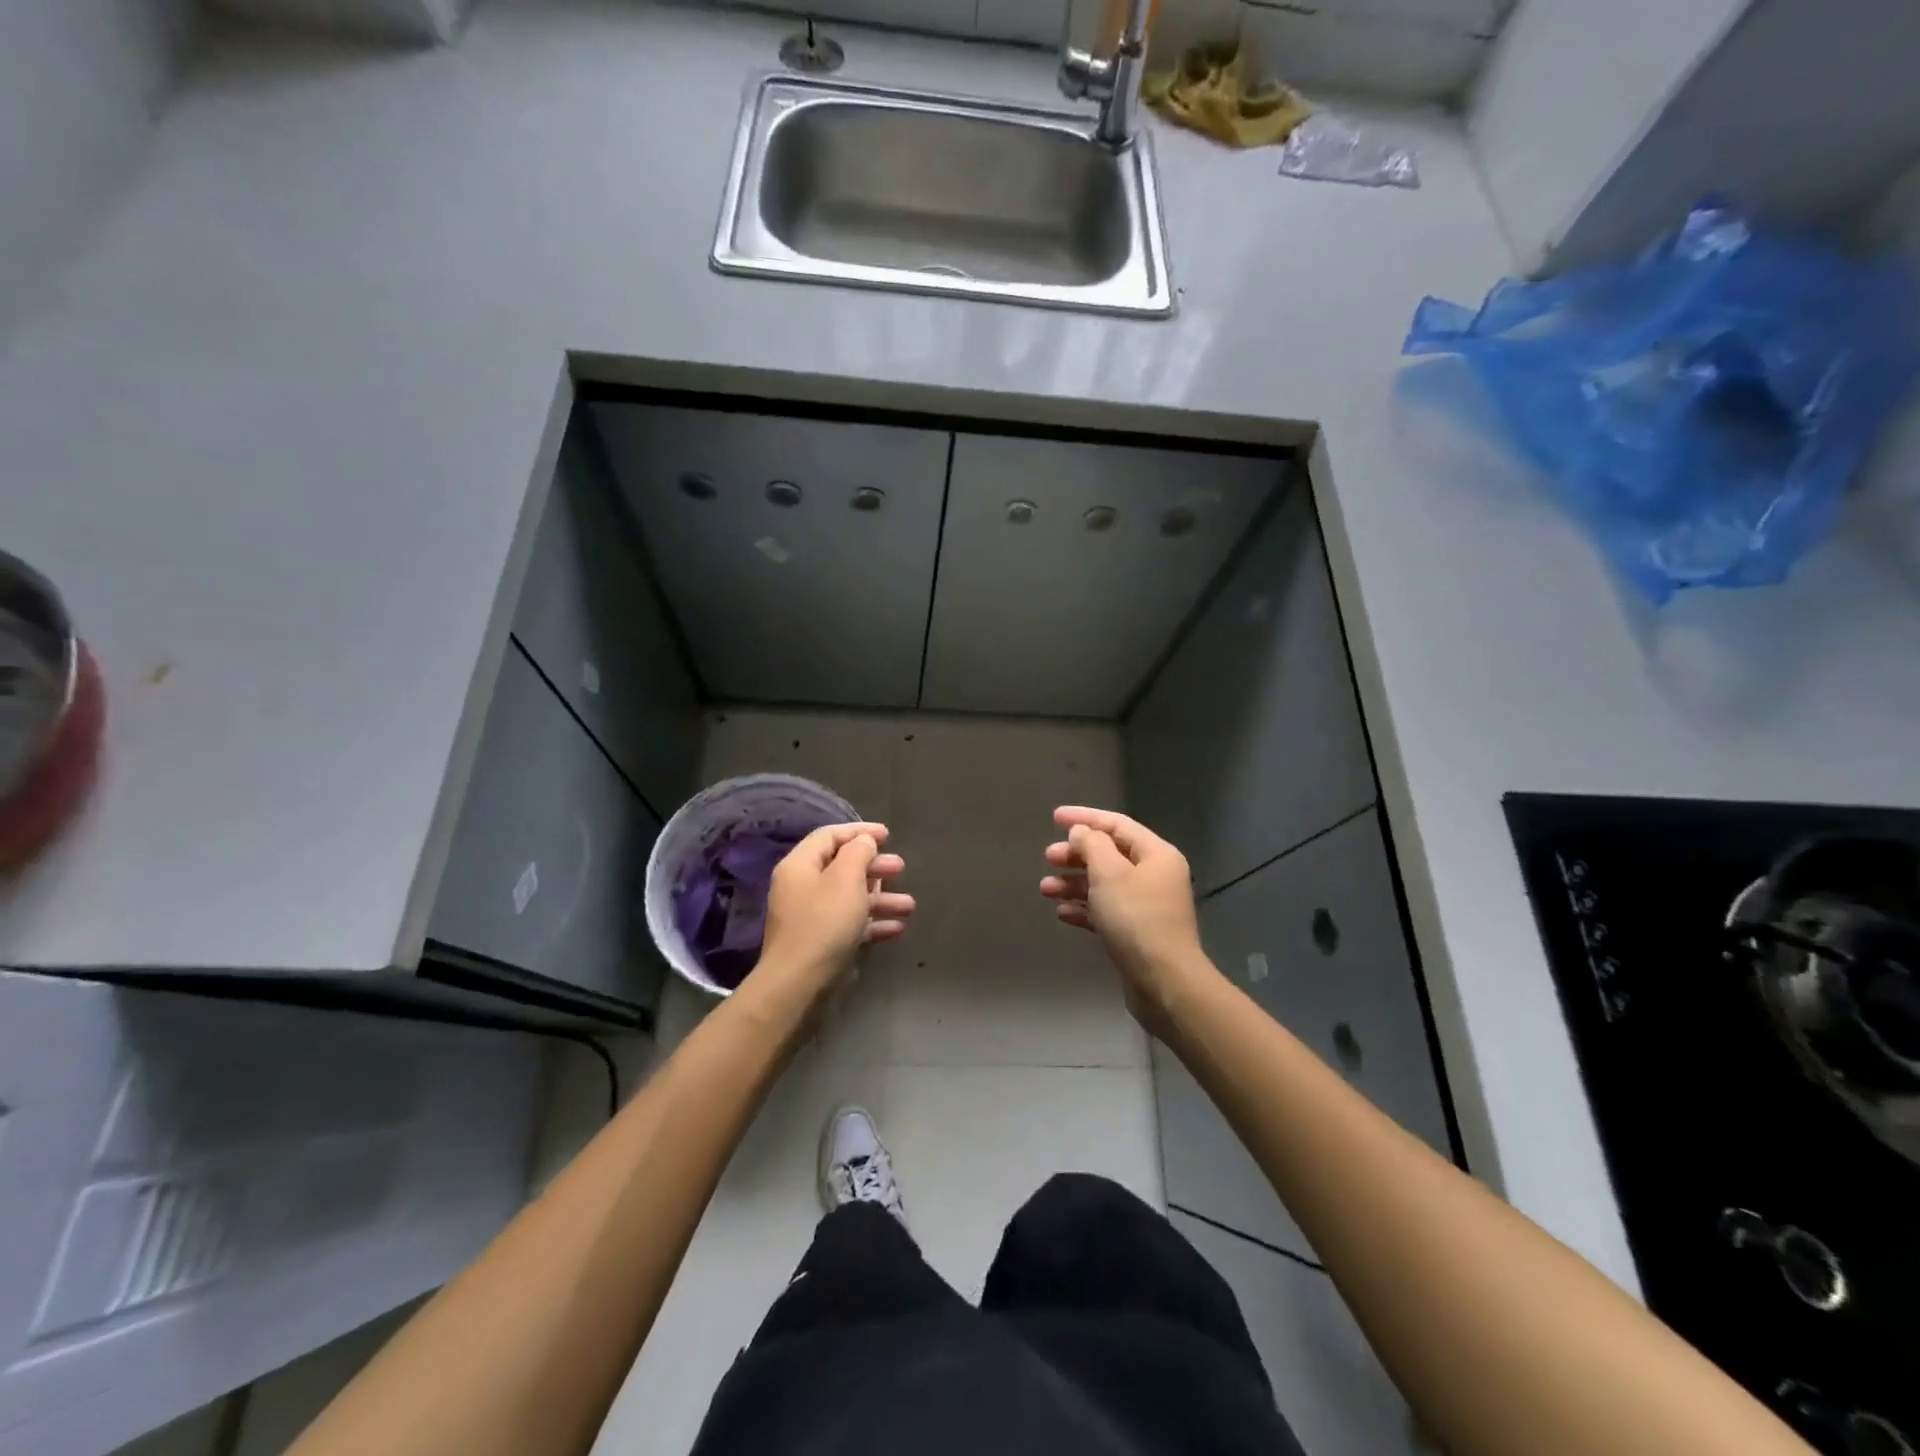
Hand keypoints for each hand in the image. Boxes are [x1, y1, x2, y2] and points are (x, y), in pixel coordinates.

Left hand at [757, 822, 913, 999]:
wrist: (798, 986)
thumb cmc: (824, 924)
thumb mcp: (846, 879)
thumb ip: (858, 853)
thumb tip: (864, 841)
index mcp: (800, 865)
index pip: (829, 836)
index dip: (859, 831)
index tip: (888, 834)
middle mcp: (801, 887)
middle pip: (842, 867)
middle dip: (874, 867)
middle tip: (901, 868)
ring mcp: (809, 917)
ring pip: (850, 898)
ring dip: (880, 898)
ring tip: (909, 905)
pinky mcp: (820, 943)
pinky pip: (849, 924)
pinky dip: (872, 923)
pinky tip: (897, 928)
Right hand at [1040, 806, 1212, 1034]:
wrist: (1164, 981)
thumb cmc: (1136, 919)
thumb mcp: (1109, 873)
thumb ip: (1092, 845)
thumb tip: (1082, 833)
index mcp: (1156, 854)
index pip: (1117, 824)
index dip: (1085, 817)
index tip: (1054, 817)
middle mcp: (1154, 875)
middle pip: (1110, 854)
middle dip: (1076, 854)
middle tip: (1048, 857)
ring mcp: (1146, 906)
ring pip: (1104, 884)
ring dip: (1074, 883)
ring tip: (1045, 890)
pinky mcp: (1136, 933)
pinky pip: (1106, 911)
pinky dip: (1084, 909)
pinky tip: (1062, 913)